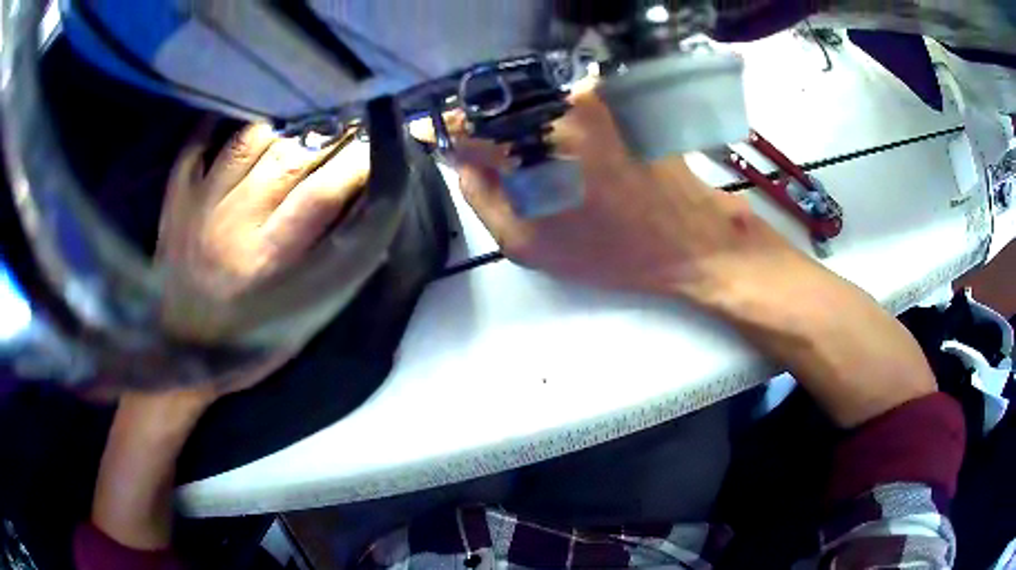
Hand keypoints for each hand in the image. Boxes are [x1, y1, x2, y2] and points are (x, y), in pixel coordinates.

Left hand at [157, 120, 368, 340]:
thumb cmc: (247, 343)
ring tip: (301, 133)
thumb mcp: (300, 318)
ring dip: (285, 129)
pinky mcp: (178, 198)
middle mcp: (233, 223)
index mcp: (268, 261)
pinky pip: (198, 144)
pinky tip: (245, 121)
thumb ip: (334, 265)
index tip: (382, 146)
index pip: (323, 194)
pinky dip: (221, 126)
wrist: (179, 352)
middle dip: (332, 136)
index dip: (359, 162)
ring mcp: (200, 204)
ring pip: (250, 139)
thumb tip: (368, 211)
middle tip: (353, 127)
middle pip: (290, 157)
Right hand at [452, 82, 798, 302]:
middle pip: (501, 107)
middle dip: (494, 132)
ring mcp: (592, 97)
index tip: (452, 146)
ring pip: (535, 103)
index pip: (469, 124)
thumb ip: (483, 199)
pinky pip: (569, 102)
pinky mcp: (617, 97)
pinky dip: (562, 121)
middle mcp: (557, 108)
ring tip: (552, 164)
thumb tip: (464, 162)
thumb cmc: (610, 251)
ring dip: (530, 128)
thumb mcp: (529, 245)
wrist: (688, 238)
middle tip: (508, 166)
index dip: (454, 134)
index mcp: (531, 147)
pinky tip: (581, 152)